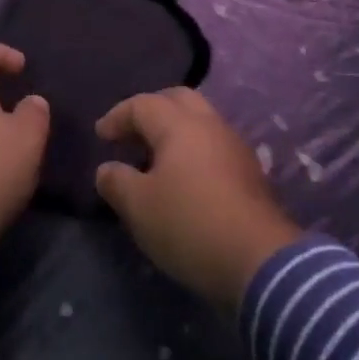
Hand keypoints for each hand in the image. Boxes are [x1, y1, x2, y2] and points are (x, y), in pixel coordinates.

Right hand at [95, 88, 300, 309]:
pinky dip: (192, 149)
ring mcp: (234, 145)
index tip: (100, 135)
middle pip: (177, 100)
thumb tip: (107, 168)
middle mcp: (210, 124)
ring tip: (154, 157)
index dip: (117, 116)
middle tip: (131, 133)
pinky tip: (183, 178)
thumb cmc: (189, 224)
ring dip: (174, 130)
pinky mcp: (249, 171)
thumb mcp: (139, 207)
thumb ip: (117, 182)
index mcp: (180, 124)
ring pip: (200, 121)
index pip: (143, 104)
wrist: (258, 259)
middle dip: (151, 110)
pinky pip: (213, 144)